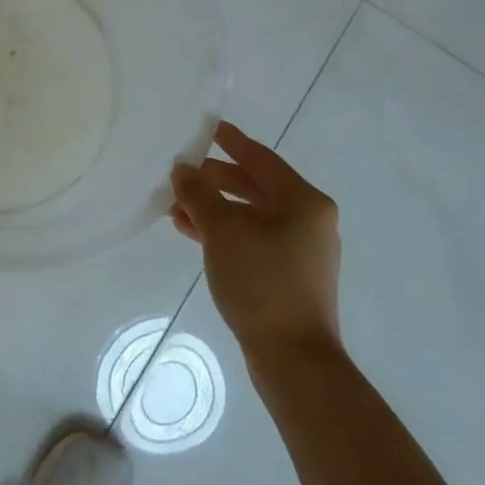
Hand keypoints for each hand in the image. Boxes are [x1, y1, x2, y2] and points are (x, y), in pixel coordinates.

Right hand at [171, 121, 341, 358]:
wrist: (293, 357)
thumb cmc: (262, 282)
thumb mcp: (223, 231)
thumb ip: (200, 194)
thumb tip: (183, 170)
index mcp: (304, 201)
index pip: (261, 158)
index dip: (231, 141)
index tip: (208, 126)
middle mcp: (308, 220)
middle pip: (255, 187)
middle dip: (215, 180)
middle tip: (181, 171)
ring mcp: (301, 250)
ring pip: (250, 216)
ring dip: (214, 209)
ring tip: (175, 207)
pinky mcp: (288, 275)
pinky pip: (251, 239)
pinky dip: (224, 232)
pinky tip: (192, 233)